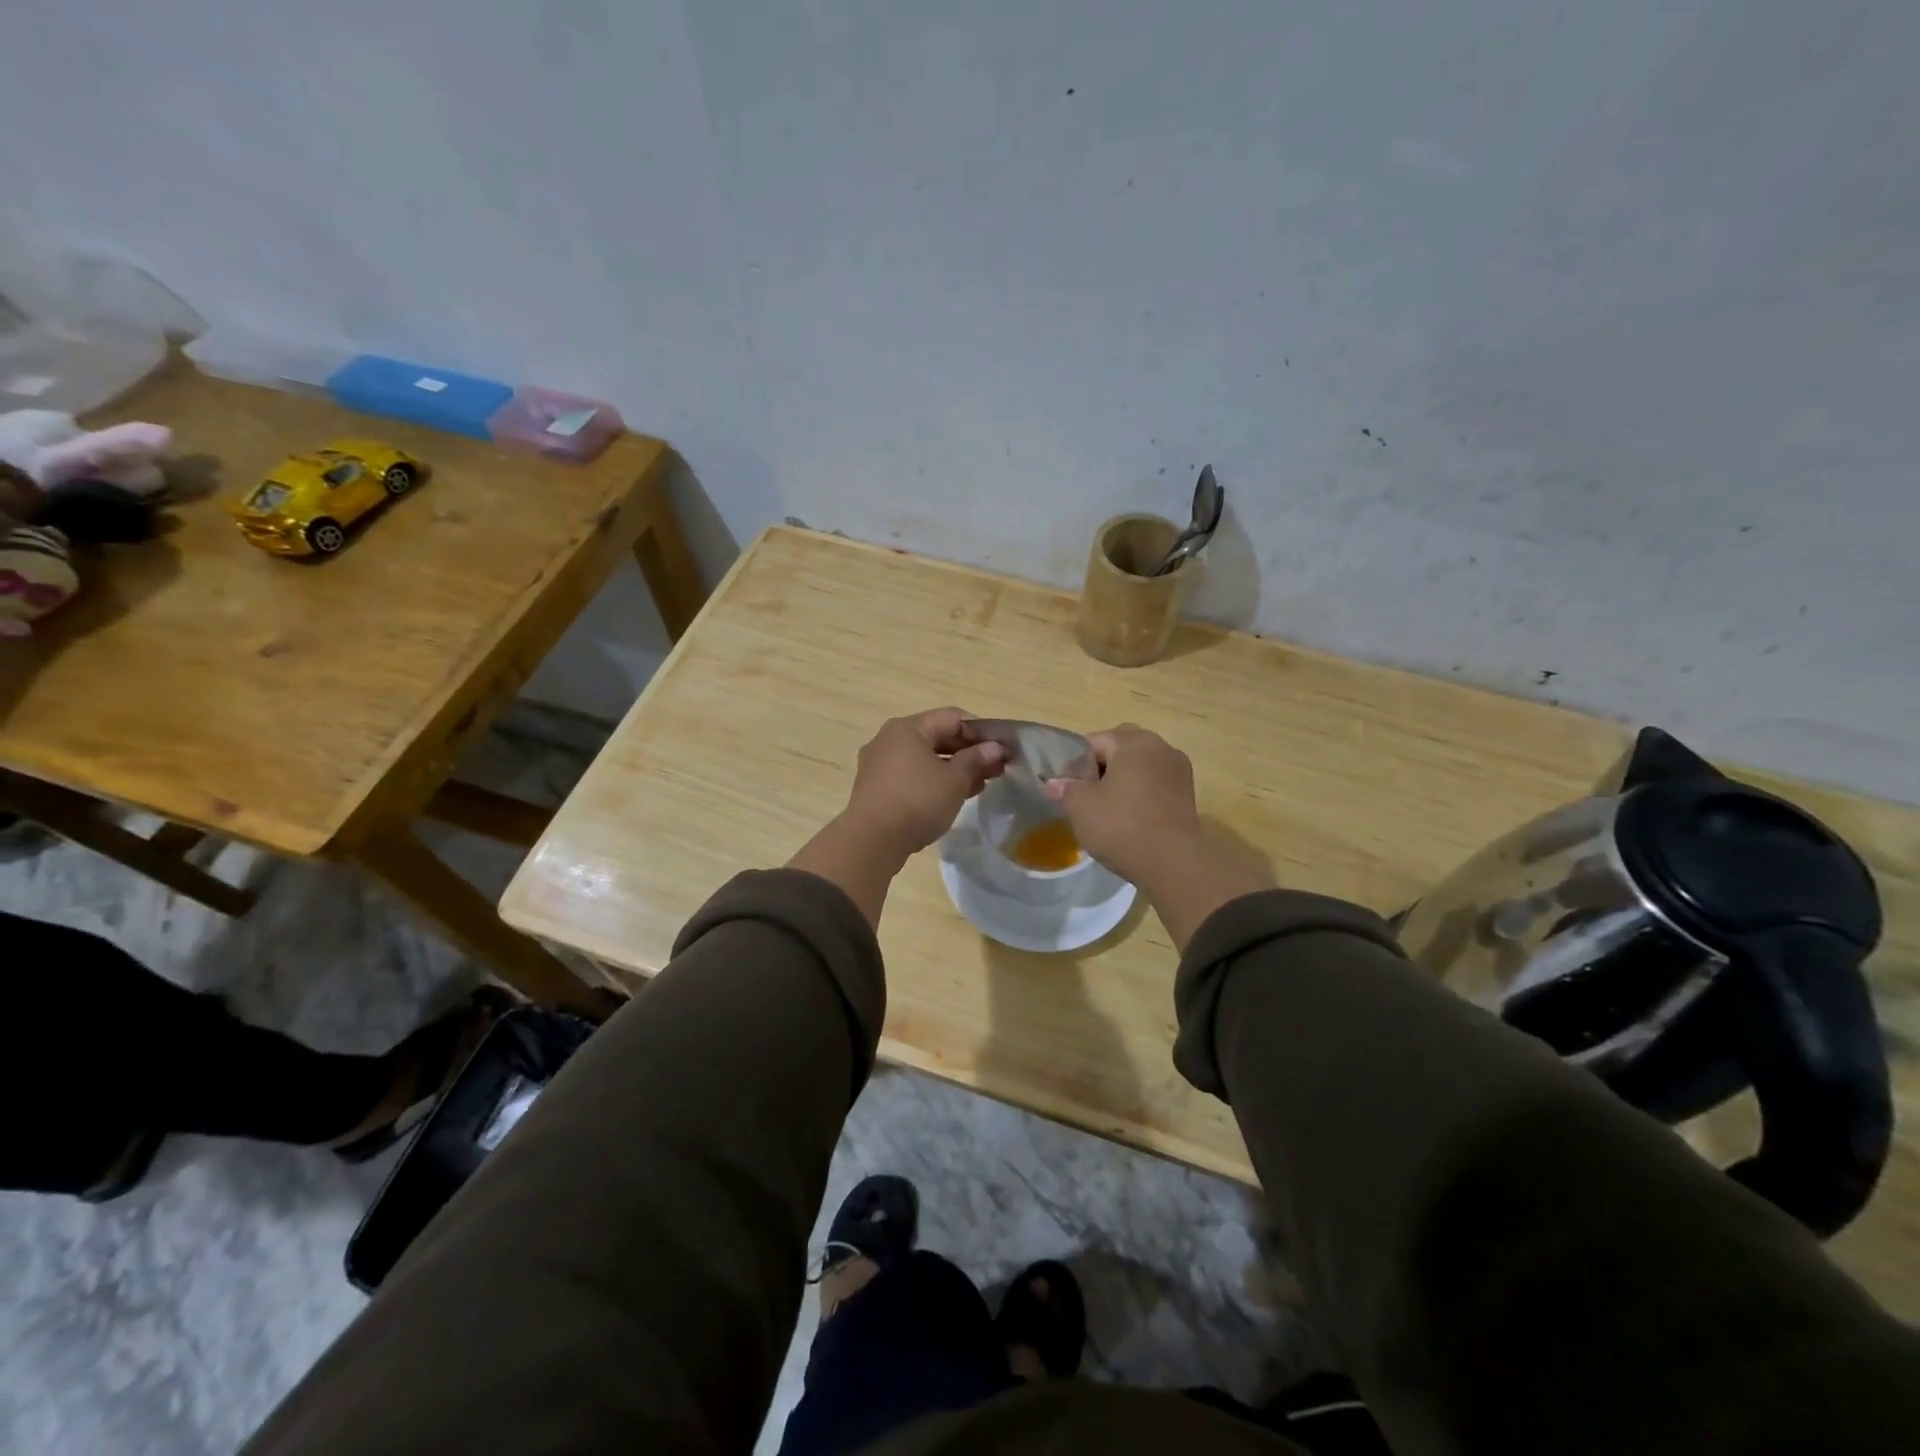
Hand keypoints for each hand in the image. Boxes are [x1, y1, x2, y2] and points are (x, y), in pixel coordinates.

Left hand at [844, 707, 1006, 859]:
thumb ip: (976, 760)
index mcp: (907, 728)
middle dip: (969, 752)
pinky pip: (912, 775)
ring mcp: (879, 764)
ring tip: (980, 785)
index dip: (982, 732)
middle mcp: (889, 739)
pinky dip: (934, 781)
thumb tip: (995, 748)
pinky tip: (953, 796)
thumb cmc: (917, 801)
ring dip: (954, 769)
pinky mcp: (876, 787)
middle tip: (996, 770)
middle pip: (937, 737)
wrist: (872, 841)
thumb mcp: (954, 780)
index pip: (953, 718)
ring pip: (925, 758)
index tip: (1003, 750)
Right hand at [1045, 724, 1273, 949]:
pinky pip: (1156, 784)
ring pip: (1141, 766)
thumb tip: (1054, 783)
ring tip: (1109, 809)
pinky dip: (1142, 794)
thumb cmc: (1122, 826)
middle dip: (1102, 767)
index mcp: (1133, 742)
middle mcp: (1161, 747)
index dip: (1076, 763)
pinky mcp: (1188, 794)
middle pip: (1121, 749)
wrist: (1173, 863)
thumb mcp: (1081, 807)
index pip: (1095, 741)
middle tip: (1088, 795)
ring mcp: (1178, 770)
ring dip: (1124, 780)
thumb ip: (1066, 789)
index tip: (1069, 788)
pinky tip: (1131, 818)